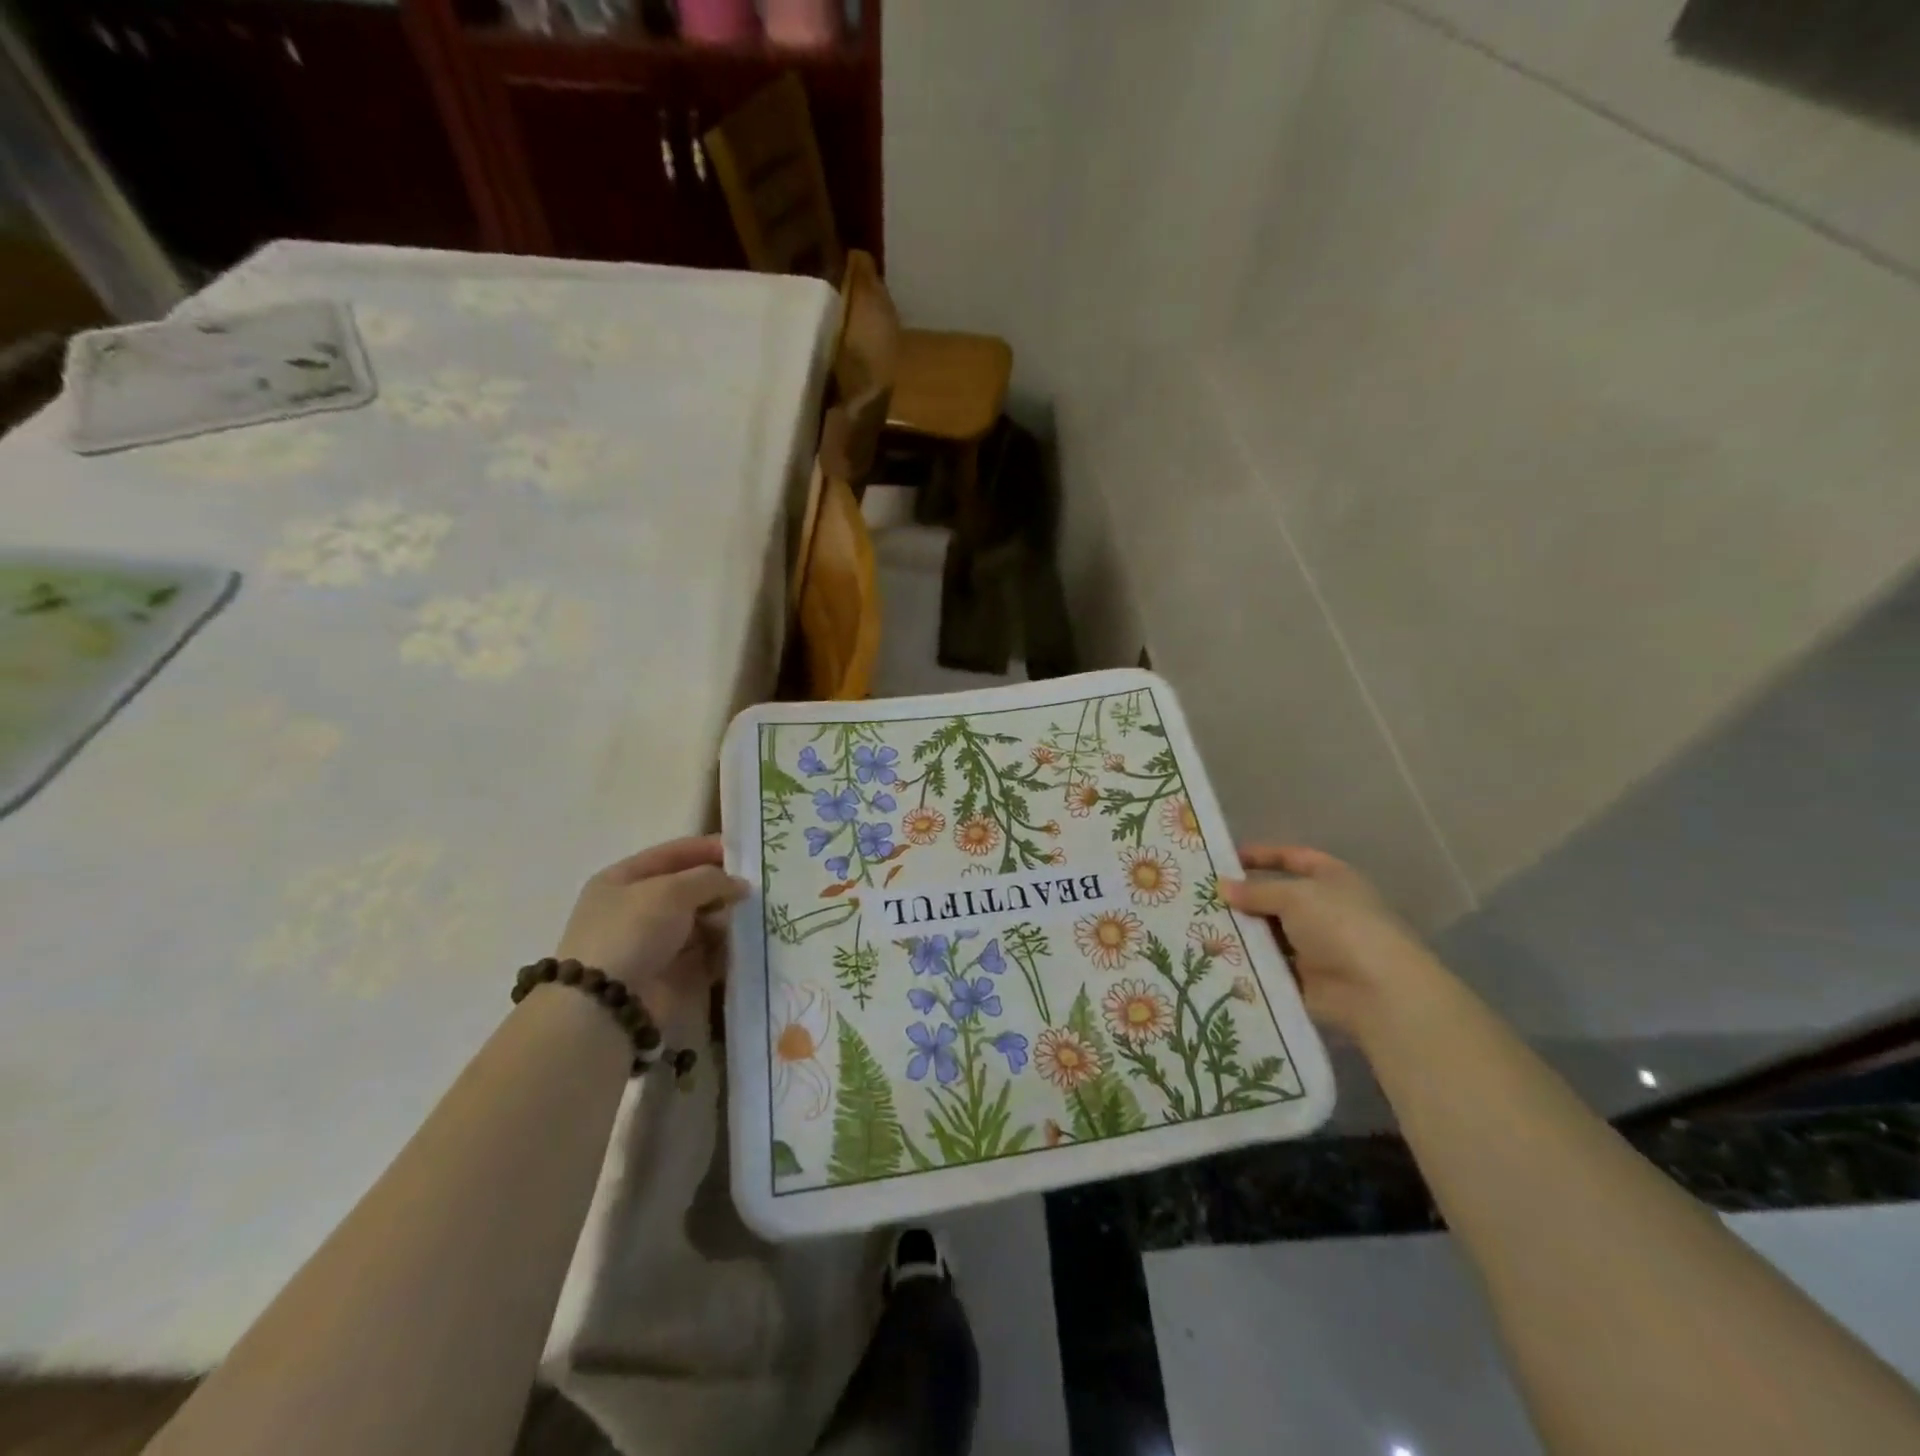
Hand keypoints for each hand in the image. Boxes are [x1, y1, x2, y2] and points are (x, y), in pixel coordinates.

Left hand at [556, 835, 748, 1023]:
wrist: (608, 1004)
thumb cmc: (633, 932)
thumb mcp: (671, 891)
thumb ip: (710, 879)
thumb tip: (741, 885)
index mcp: (623, 879)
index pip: (673, 854)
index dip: (708, 848)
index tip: (748, 850)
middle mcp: (637, 909)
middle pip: (690, 889)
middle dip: (723, 887)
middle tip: (760, 886)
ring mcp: (655, 943)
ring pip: (702, 921)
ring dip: (728, 918)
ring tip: (756, 916)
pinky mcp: (672, 973)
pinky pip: (707, 953)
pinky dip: (726, 948)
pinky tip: (748, 943)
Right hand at [1220, 845, 1441, 1035]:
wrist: (1375, 991)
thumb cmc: (1339, 926)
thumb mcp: (1293, 896)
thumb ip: (1255, 891)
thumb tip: (1222, 887)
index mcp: (1331, 878)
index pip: (1292, 858)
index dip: (1261, 856)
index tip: (1224, 859)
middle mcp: (1324, 909)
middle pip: (1276, 897)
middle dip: (1243, 898)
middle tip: (1201, 897)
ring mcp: (1315, 945)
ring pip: (1269, 932)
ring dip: (1242, 931)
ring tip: (1200, 926)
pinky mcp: (1304, 978)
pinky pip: (1269, 964)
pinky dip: (1247, 961)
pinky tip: (1215, 956)